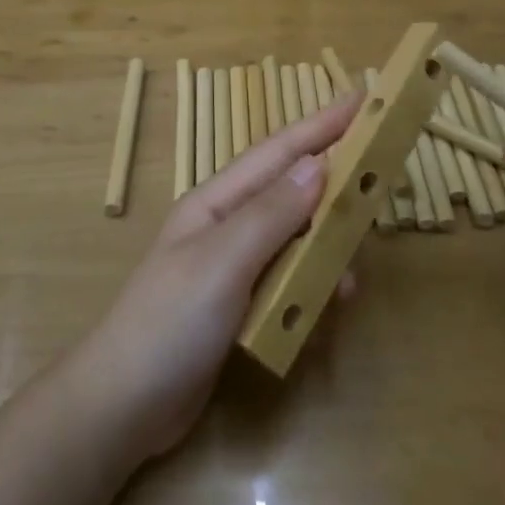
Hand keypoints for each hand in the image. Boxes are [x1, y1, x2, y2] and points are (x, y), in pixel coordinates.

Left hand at [67, 92, 363, 462]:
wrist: (124, 406)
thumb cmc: (170, 323)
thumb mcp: (223, 262)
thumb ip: (271, 214)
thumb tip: (318, 163)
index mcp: (217, 201)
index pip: (278, 152)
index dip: (322, 124)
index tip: (364, 98)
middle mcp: (227, 225)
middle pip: (289, 190)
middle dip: (332, 178)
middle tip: (380, 172)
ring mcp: (232, 267)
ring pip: (293, 237)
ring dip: (326, 240)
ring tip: (359, 255)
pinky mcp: (239, 306)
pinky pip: (287, 280)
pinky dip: (312, 283)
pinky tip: (331, 301)